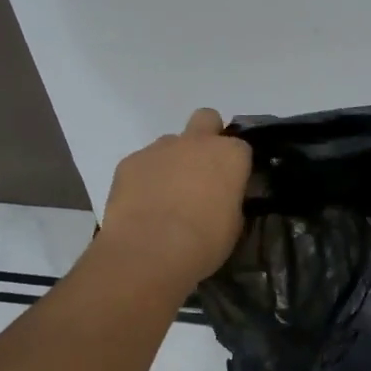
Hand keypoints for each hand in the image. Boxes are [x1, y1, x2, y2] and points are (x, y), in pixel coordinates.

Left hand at [95, 109, 252, 288]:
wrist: (148, 251)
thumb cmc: (202, 243)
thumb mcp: (233, 226)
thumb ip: (230, 200)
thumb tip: (222, 198)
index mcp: (230, 155)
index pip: (241, 148)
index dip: (235, 166)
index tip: (231, 185)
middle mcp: (196, 142)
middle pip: (207, 119)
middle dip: (206, 136)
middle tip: (201, 170)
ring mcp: (160, 148)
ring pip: (171, 142)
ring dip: (173, 161)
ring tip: (166, 195)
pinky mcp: (130, 161)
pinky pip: (143, 162)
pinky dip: (145, 177)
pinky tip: (141, 204)